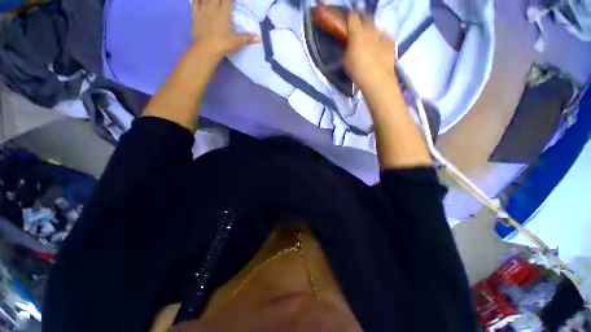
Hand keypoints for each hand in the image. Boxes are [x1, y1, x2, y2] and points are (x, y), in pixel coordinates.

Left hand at [192, 0, 260, 57]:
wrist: (206, 49)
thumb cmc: (223, 44)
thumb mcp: (238, 42)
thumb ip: (248, 38)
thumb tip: (260, 38)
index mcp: (224, 12)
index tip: (233, 1)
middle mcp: (213, 6)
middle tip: (223, 1)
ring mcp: (202, 9)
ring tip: (214, 1)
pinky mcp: (194, 14)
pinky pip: (194, 1)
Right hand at [343, 12, 396, 90]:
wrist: (376, 78)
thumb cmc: (357, 70)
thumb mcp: (346, 59)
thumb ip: (348, 47)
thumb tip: (350, 43)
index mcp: (357, 31)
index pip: (352, 17)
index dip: (349, 17)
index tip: (347, 21)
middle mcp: (370, 28)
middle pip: (366, 17)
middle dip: (361, 19)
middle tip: (358, 26)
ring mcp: (382, 34)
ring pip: (376, 26)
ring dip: (372, 30)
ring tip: (369, 38)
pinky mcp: (391, 42)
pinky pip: (384, 36)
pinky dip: (381, 39)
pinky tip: (379, 46)